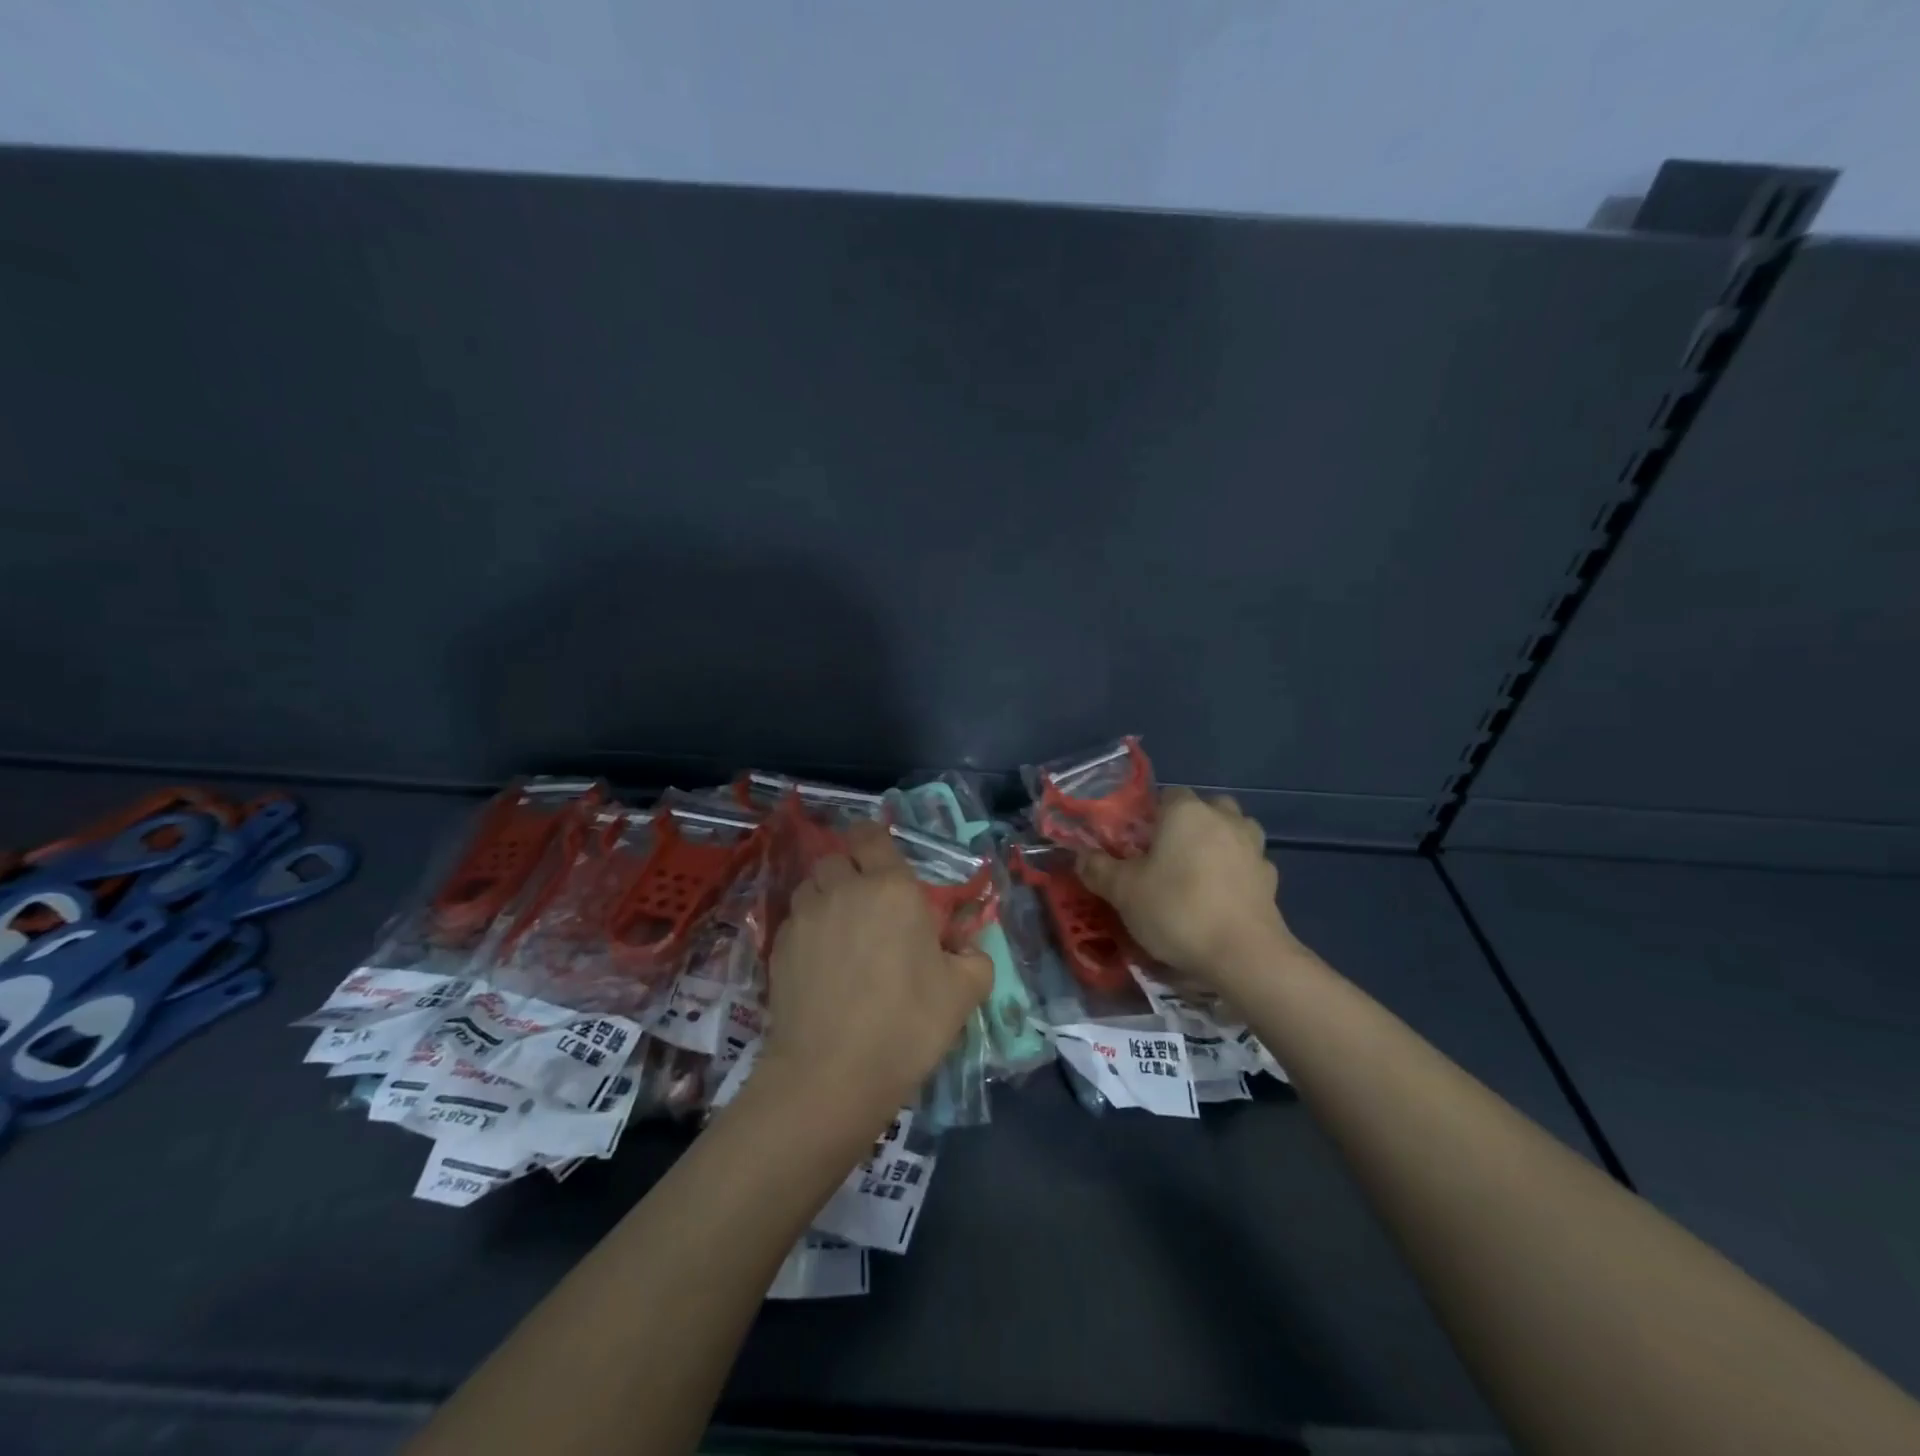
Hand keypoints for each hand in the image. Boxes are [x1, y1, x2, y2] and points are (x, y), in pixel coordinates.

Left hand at [761, 822, 992, 1126]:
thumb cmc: (906, 1024)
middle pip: (836, 858)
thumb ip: (974, 958)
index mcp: (892, 888)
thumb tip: (965, 949)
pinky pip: (794, 922)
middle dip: (850, 871)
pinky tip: (820, 964)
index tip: (884, 863)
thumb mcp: (964, 992)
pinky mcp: (778, 948)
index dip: (874, 842)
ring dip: (826, 897)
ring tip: (841, 932)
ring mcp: (804, 918)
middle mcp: (843, 890)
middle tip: (869, 905)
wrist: (830, 1075)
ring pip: (811, 886)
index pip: (871, 836)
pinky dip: (808, 930)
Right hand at [1077, 787, 1291, 990]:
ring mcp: (1253, 848)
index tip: (1138, 843)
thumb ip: (1098, 869)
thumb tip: (1081, 857)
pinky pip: (1248, 865)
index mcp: (1186, 812)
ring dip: (1219, 843)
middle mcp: (1224, 819)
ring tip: (1198, 873)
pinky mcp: (1271, 880)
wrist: (1243, 955)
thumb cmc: (1177, 909)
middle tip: (1168, 856)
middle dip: (1190, 824)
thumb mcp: (1123, 891)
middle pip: (1206, 808)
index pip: (1167, 796)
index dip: (1151, 816)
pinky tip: (1221, 898)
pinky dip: (1236, 874)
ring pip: (1234, 831)